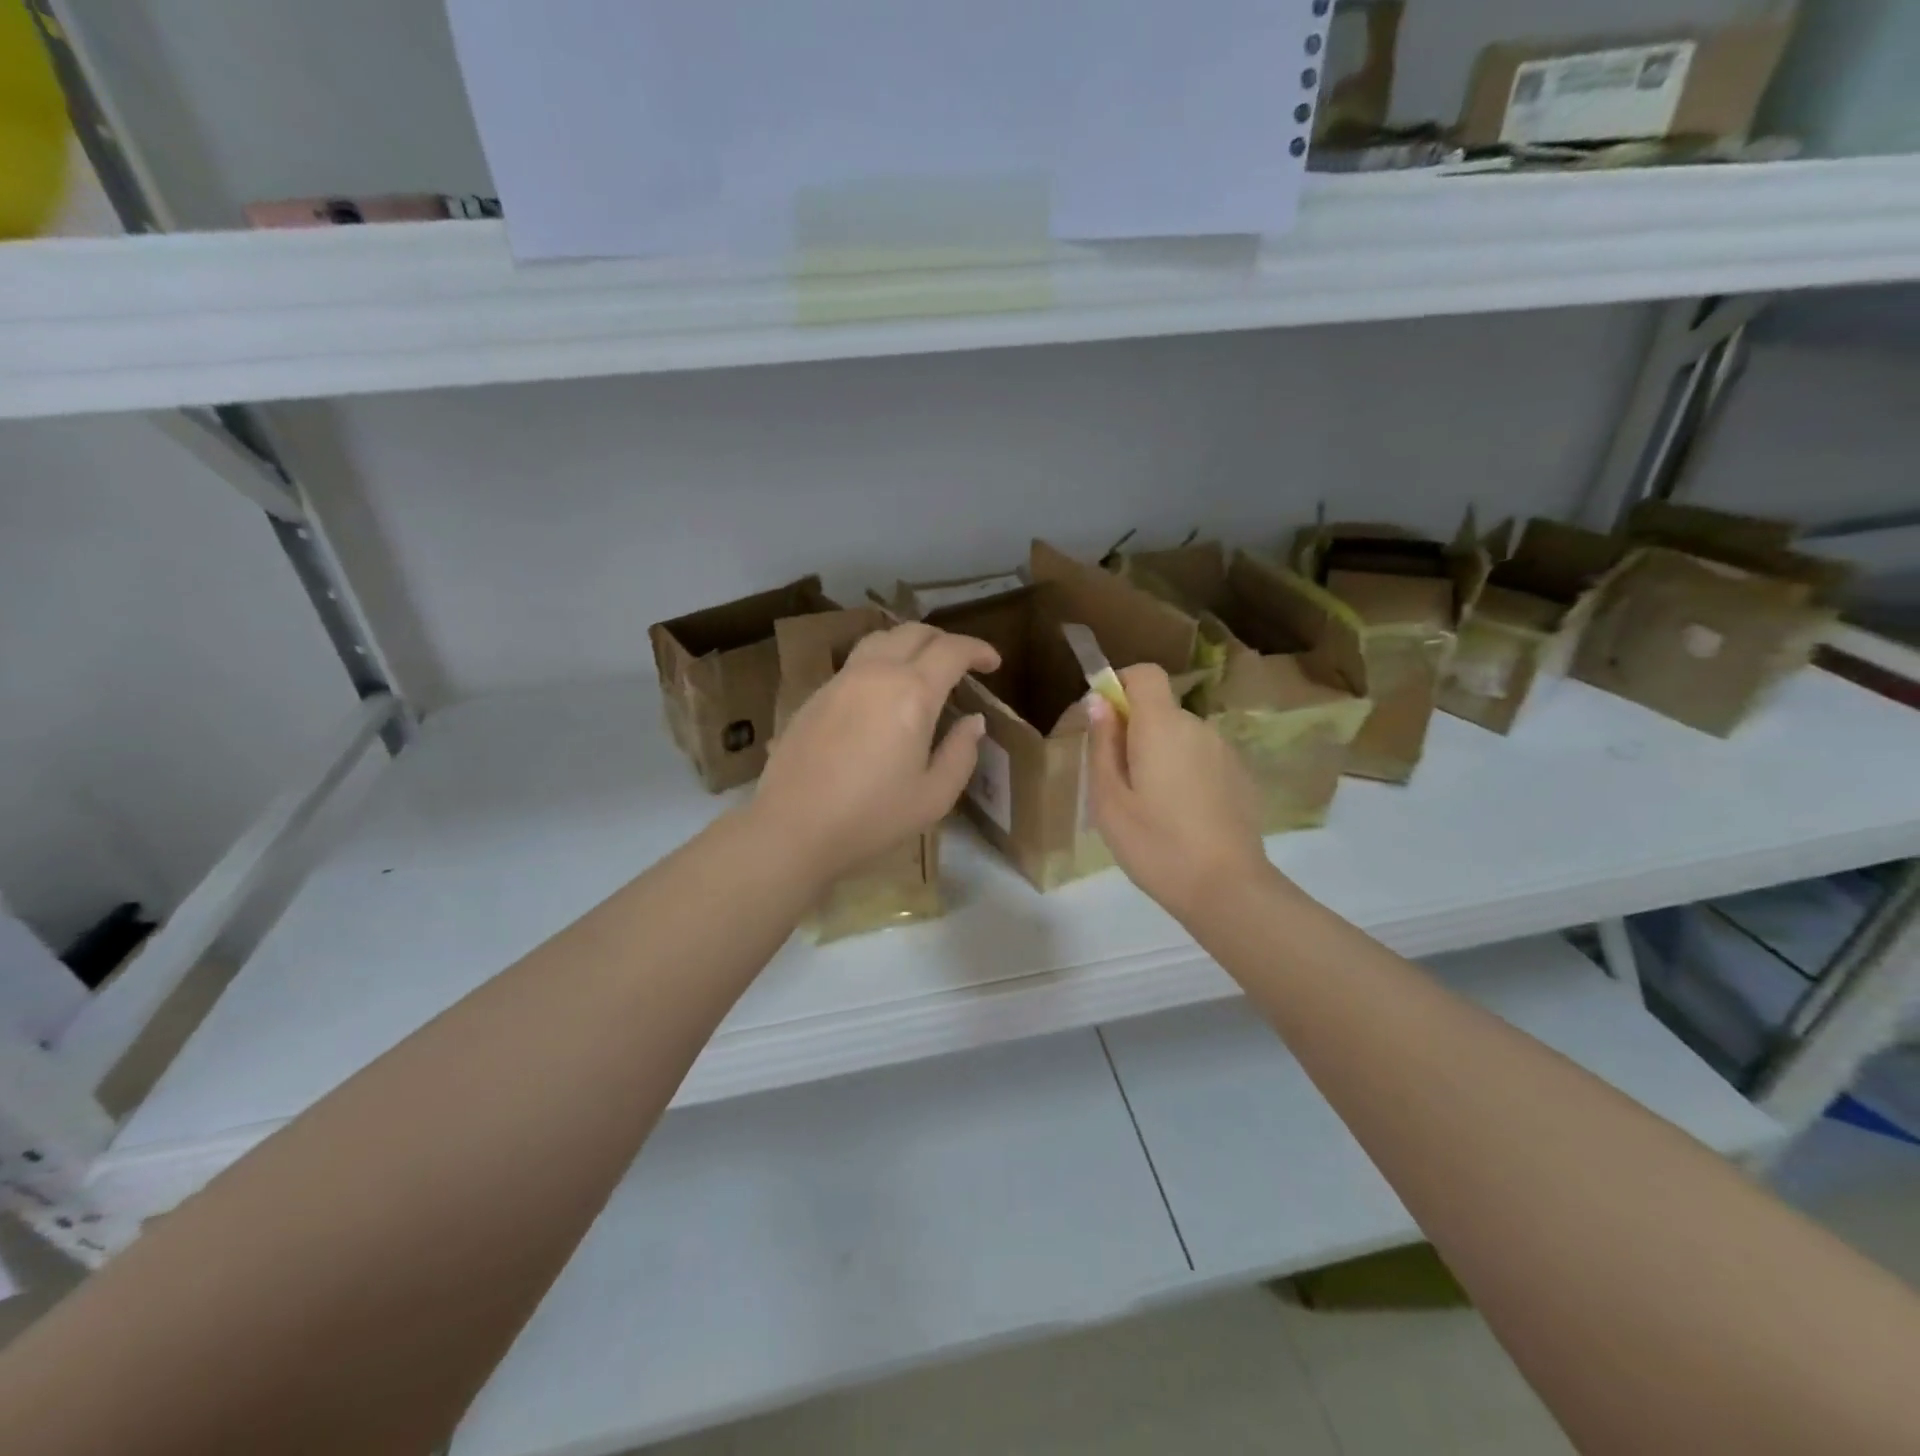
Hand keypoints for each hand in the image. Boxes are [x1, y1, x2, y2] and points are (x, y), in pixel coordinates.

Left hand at [752, 623, 1000, 883]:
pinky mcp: (817, 695)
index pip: (952, 650)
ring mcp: (841, 680)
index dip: (978, 650)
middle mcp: (876, 672)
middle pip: (915, 632)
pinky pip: (856, 661)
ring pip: (881, 639)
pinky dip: (881, 661)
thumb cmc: (872, 816)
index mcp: (912, 692)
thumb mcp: (934, 795)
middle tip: (962, 664)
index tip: (993, 663)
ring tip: (922, 667)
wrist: (793, 827)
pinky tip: (882, 692)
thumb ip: (961, 752)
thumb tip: (972, 721)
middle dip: (945, 640)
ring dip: (910, 643)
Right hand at [1087, 664, 1275, 923]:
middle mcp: (1198, 727)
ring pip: (1181, 736)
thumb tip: (1099, 703)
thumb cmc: (1155, 844)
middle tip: (1117, 781)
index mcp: (1162, 726)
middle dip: (1135, 730)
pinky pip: (1201, 758)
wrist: (1227, 888)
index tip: (1103, 720)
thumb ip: (1103, 745)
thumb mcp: (1109, 800)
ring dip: (1160, 754)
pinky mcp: (1241, 776)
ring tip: (1149, 806)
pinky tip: (1181, 817)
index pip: (1144, 673)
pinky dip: (1185, 772)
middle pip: (1160, 708)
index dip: (1120, 685)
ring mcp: (1225, 751)